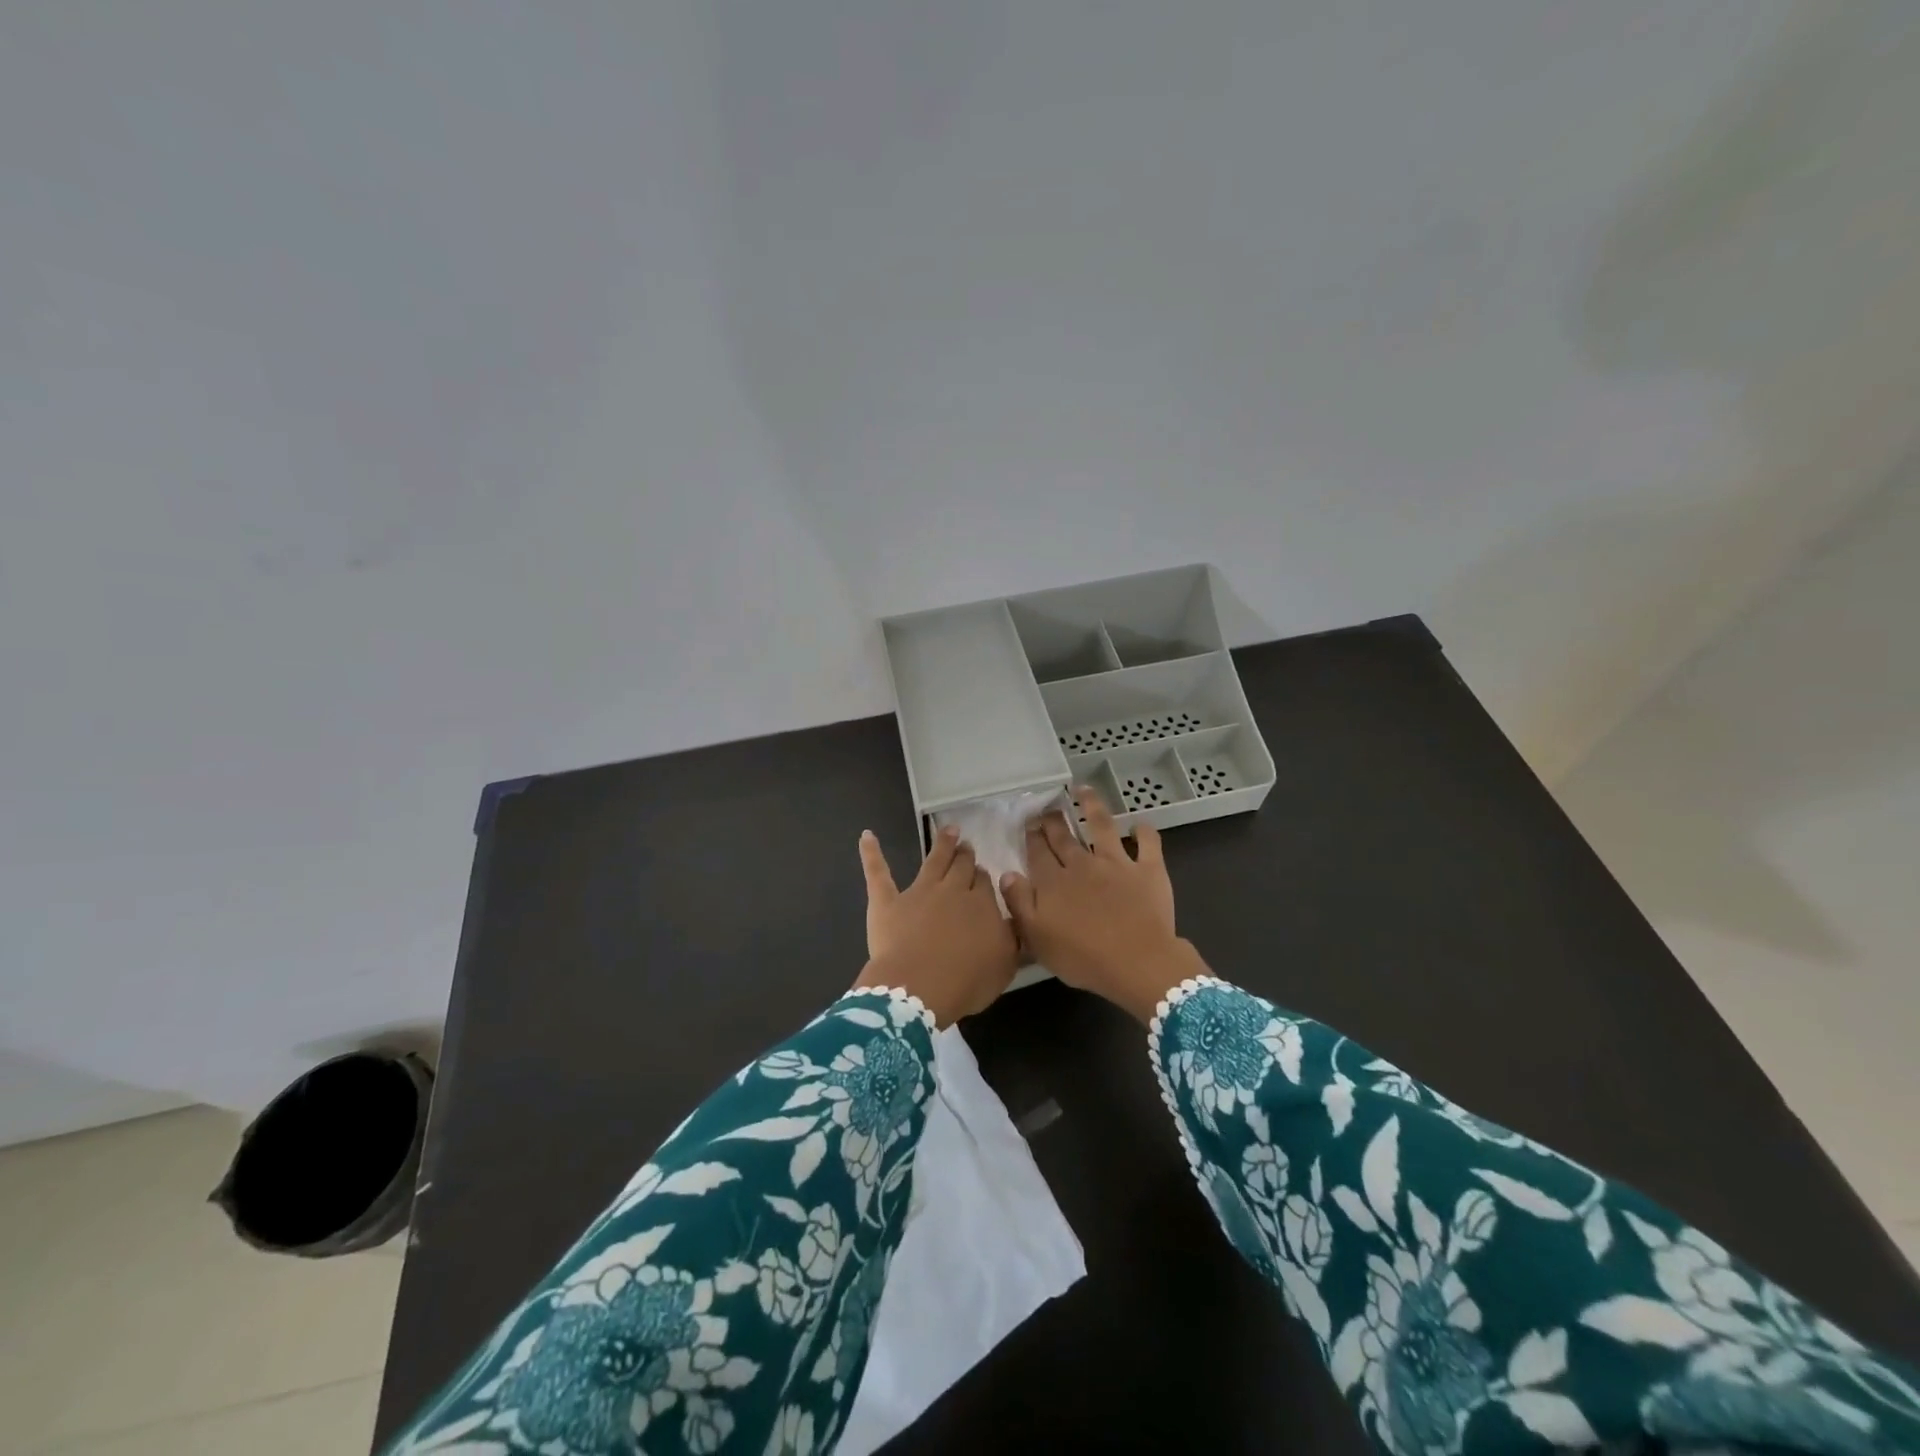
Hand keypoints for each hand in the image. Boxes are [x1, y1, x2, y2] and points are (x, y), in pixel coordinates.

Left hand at [852, 826, 1019, 1025]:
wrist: (920, 987)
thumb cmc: (967, 981)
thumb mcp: (1005, 964)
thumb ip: (1010, 938)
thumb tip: (1012, 919)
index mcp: (981, 905)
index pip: (984, 883)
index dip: (982, 876)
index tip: (983, 872)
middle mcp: (952, 891)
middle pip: (961, 867)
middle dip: (965, 855)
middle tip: (967, 845)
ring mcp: (918, 892)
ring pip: (933, 861)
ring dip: (942, 844)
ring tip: (948, 830)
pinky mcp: (887, 902)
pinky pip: (878, 873)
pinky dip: (871, 853)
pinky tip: (867, 836)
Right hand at [1000, 788, 1206, 1021]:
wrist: (1137, 963)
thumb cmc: (1082, 958)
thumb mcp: (1036, 938)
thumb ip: (1019, 903)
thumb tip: (1008, 873)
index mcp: (1053, 882)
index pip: (1038, 852)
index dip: (1032, 836)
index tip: (1029, 823)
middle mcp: (1082, 864)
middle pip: (1064, 836)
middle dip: (1054, 820)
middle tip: (1048, 809)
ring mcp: (1117, 863)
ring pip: (1101, 825)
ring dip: (1091, 805)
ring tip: (1083, 790)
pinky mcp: (1148, 869)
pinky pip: (1148, 842)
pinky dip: (1143, 831)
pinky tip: (1138, 825)